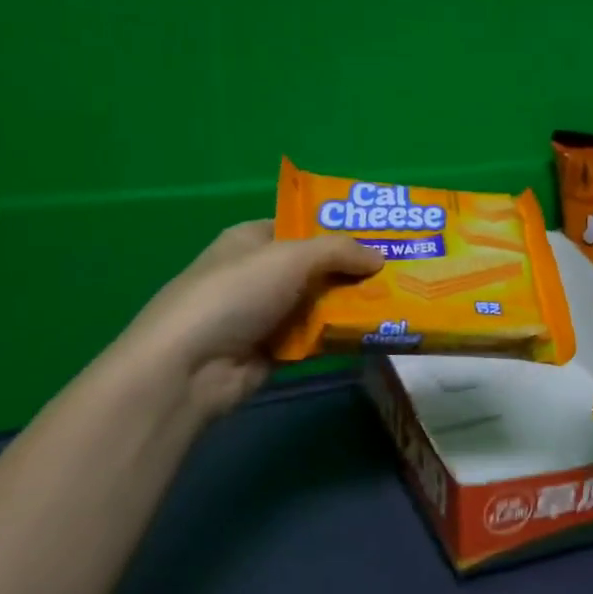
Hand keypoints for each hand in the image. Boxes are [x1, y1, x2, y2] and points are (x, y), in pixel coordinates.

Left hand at [118, 220, 382, 417]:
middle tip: (402, 270)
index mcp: (253, 240)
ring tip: (401, 301)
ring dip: (354, 304)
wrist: (190, 366)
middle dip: (355, 269)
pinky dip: (342, 335)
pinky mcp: (276, 351)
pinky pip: (318, 337)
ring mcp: (267, 314)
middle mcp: (260, 274)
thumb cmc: (235, 294)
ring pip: (321, 303)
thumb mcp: (290, 257)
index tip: (382, 234)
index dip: (339, 228)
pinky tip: (378, 332)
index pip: (302, 226)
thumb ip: (339, 251)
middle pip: (317, 267)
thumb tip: (380, 257)